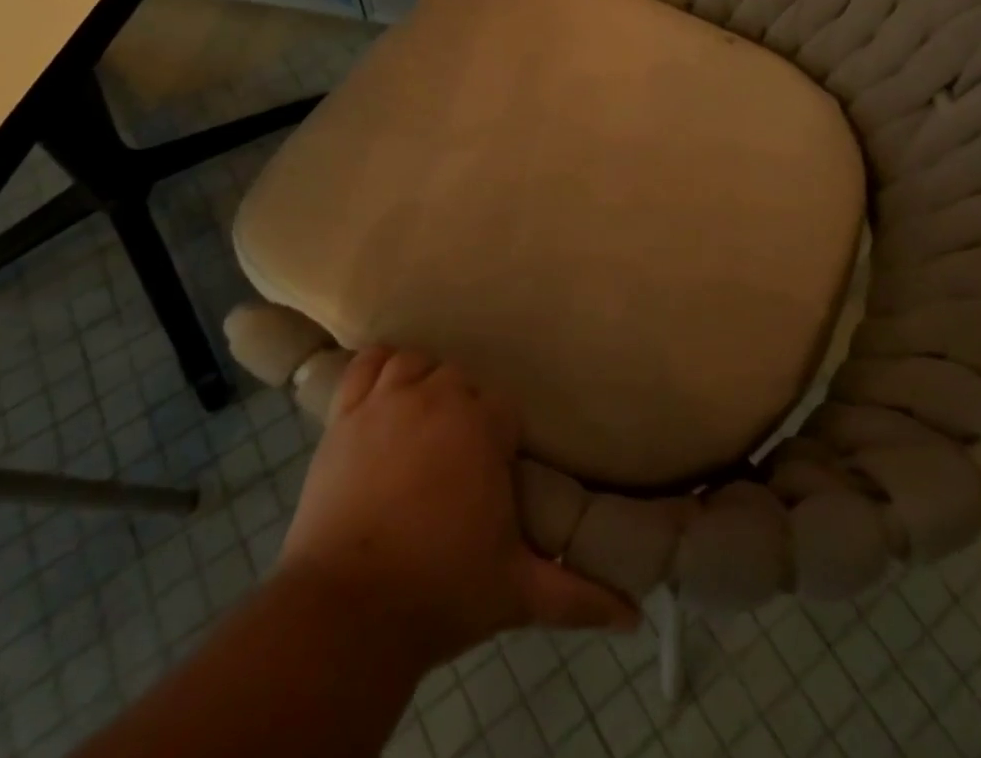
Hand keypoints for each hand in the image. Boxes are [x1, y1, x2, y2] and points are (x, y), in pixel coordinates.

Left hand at [277, 347, 637, 668]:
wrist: (348, 611)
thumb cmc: (441, 590)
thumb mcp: (517, 592)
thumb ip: (578, 595)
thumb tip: (637, 615)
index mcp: (481, 425)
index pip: (504, 407)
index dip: (502, 437)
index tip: (497, 469)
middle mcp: (435, 396)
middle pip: (460, 380)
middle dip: (466, 411)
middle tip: (462, 458)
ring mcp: (385, 400)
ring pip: (415, 364)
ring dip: (424, 384)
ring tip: (425, 422)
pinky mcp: (343, 415)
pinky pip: (365, 366)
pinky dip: (379, 368)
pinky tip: (385, 388)